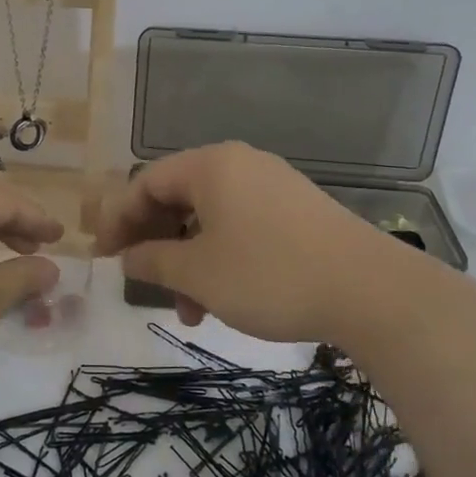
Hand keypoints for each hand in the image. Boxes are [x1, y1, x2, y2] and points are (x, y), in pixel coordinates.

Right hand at [95, 142, 388, 343]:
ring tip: (189, 311)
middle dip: (155, 244)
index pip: (145, 183)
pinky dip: (220, 258)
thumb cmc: (270, 275)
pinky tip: (223, 299)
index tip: (103, 258)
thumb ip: (152, 261)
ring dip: (188, 261)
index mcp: (210, 167)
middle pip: (177, 198)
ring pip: (209, 219)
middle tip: (142, 282)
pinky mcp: (297, 211)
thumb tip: (127, 257)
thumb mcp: (197, 273)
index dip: (118, 220)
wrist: (372, 292)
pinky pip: (240, 227)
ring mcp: (272, 186)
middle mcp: (240, 165)